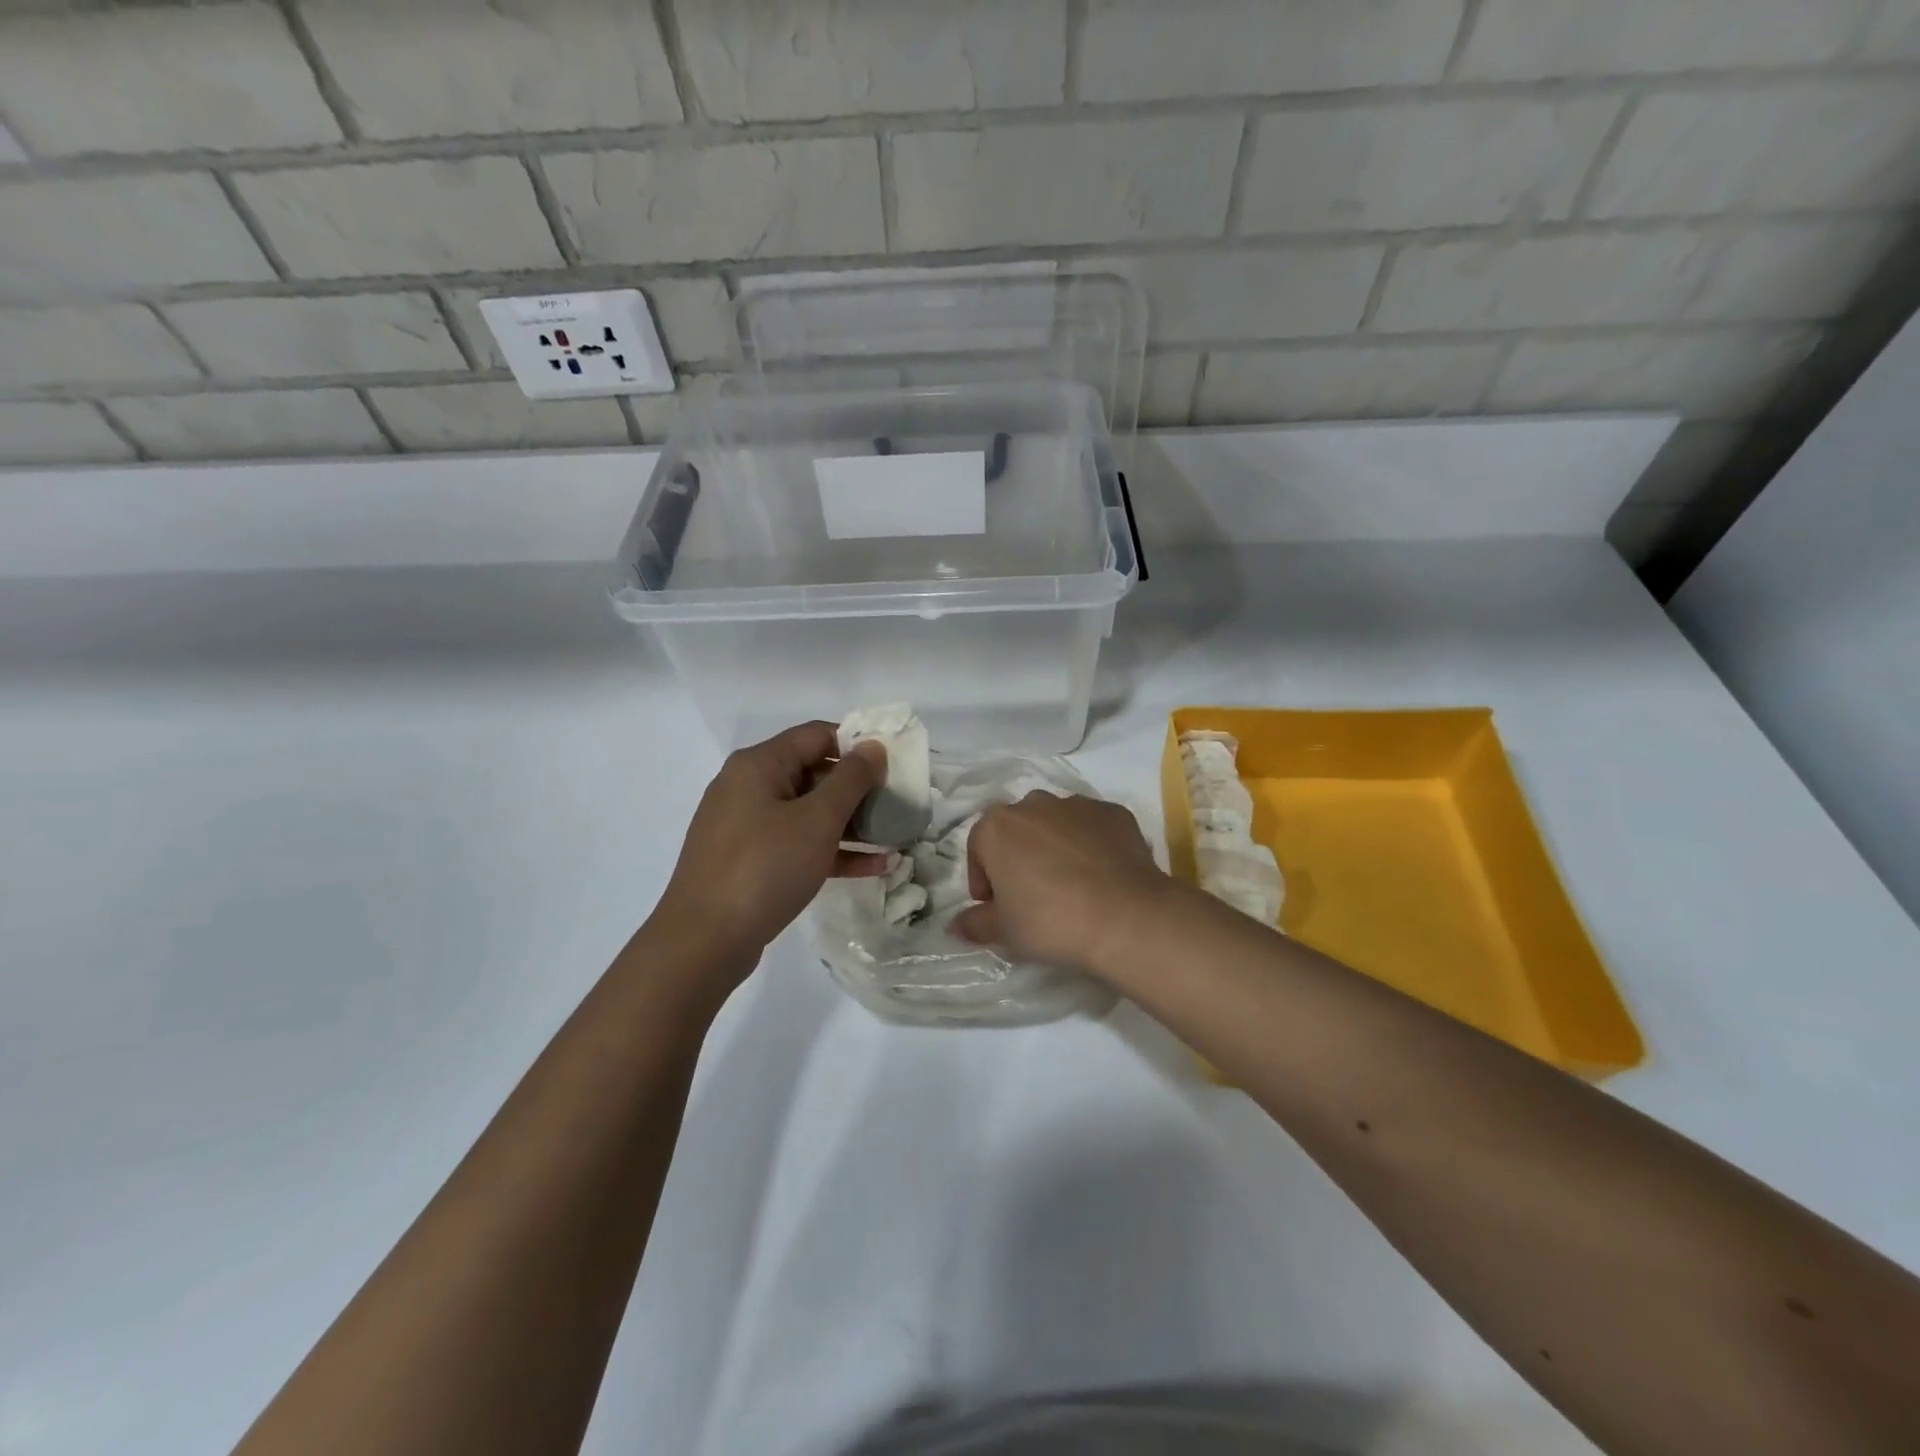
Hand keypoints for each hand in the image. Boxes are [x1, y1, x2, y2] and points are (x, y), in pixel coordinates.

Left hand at [655, 722, 888, 963]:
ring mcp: (745, 826)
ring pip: (807, 812)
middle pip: (813, 773)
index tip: (893, 765)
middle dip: (857, 789)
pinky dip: (830, 850)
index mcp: (759, 764)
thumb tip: (873, 747)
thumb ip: (851, 779)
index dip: (858, 745)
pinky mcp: (748, 861)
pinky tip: (872, 867)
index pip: (817, 735)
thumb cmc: (765, 867)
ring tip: (892, 837)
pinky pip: (796, 843)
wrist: (704, 941)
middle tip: (896, 804)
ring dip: (850, 823)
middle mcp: (748, 787)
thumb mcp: (818, 820)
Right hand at [952, 792, 1167, 975]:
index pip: (978, 848)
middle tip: (1031, 894)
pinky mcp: (1114, 812)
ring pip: (1055, 823)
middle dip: (1018, 856)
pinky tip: (1100, 875)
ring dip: (1054, 846)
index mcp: (997, 826)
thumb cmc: (1050, 921)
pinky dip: (1090, 844)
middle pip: (1017, 830)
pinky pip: (1092, 826)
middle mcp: (1034, 804)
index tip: (995, 906)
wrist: (1126, 916)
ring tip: (1069, 884)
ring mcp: (1077, 804)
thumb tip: (956, 925)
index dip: (983, 879)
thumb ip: (975, 923)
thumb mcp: (1004, 931)